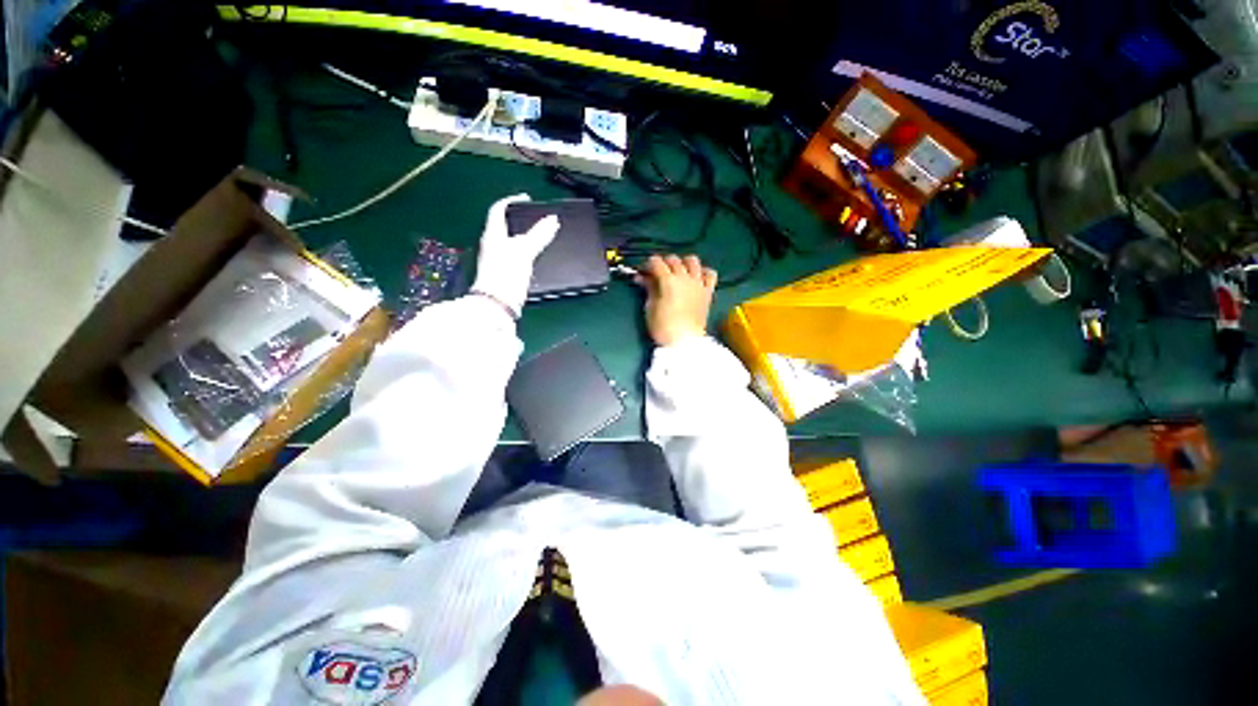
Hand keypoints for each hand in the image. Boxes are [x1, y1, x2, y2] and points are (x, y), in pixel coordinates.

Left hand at [471, 193, 559, 318]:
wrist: (497, 303)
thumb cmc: (507, 273)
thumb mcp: (525, 251)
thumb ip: (539, 235)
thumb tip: (553, 219)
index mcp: (493, 234)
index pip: (498, 209)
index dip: (511, 200)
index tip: (528, 199)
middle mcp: (492, 244)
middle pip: (505, 225)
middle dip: (521, 220)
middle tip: (538, 219)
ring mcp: (497, 259)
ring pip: (511, 240)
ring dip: (525, 236)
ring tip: (541, 236)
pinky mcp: (504, 272)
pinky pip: (515, 255)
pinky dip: (526, 251)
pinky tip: (536, 256)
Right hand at [636, 254, 717, 346]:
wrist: (685, 341)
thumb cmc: (663, 327)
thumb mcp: (650, 307)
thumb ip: (649, 289)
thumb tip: (642, 278)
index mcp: (668, 281)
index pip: (656, 262)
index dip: (648, 264)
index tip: (643, 271)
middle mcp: (685, 277)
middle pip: (673, 259)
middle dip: (663, 262)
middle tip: (657, 273)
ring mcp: (698, 283)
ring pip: (693, 261)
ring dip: (683, 262)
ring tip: (678, 271)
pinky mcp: (708, 292)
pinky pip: (710, 274)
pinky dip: (703, 271)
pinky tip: (697, 276)